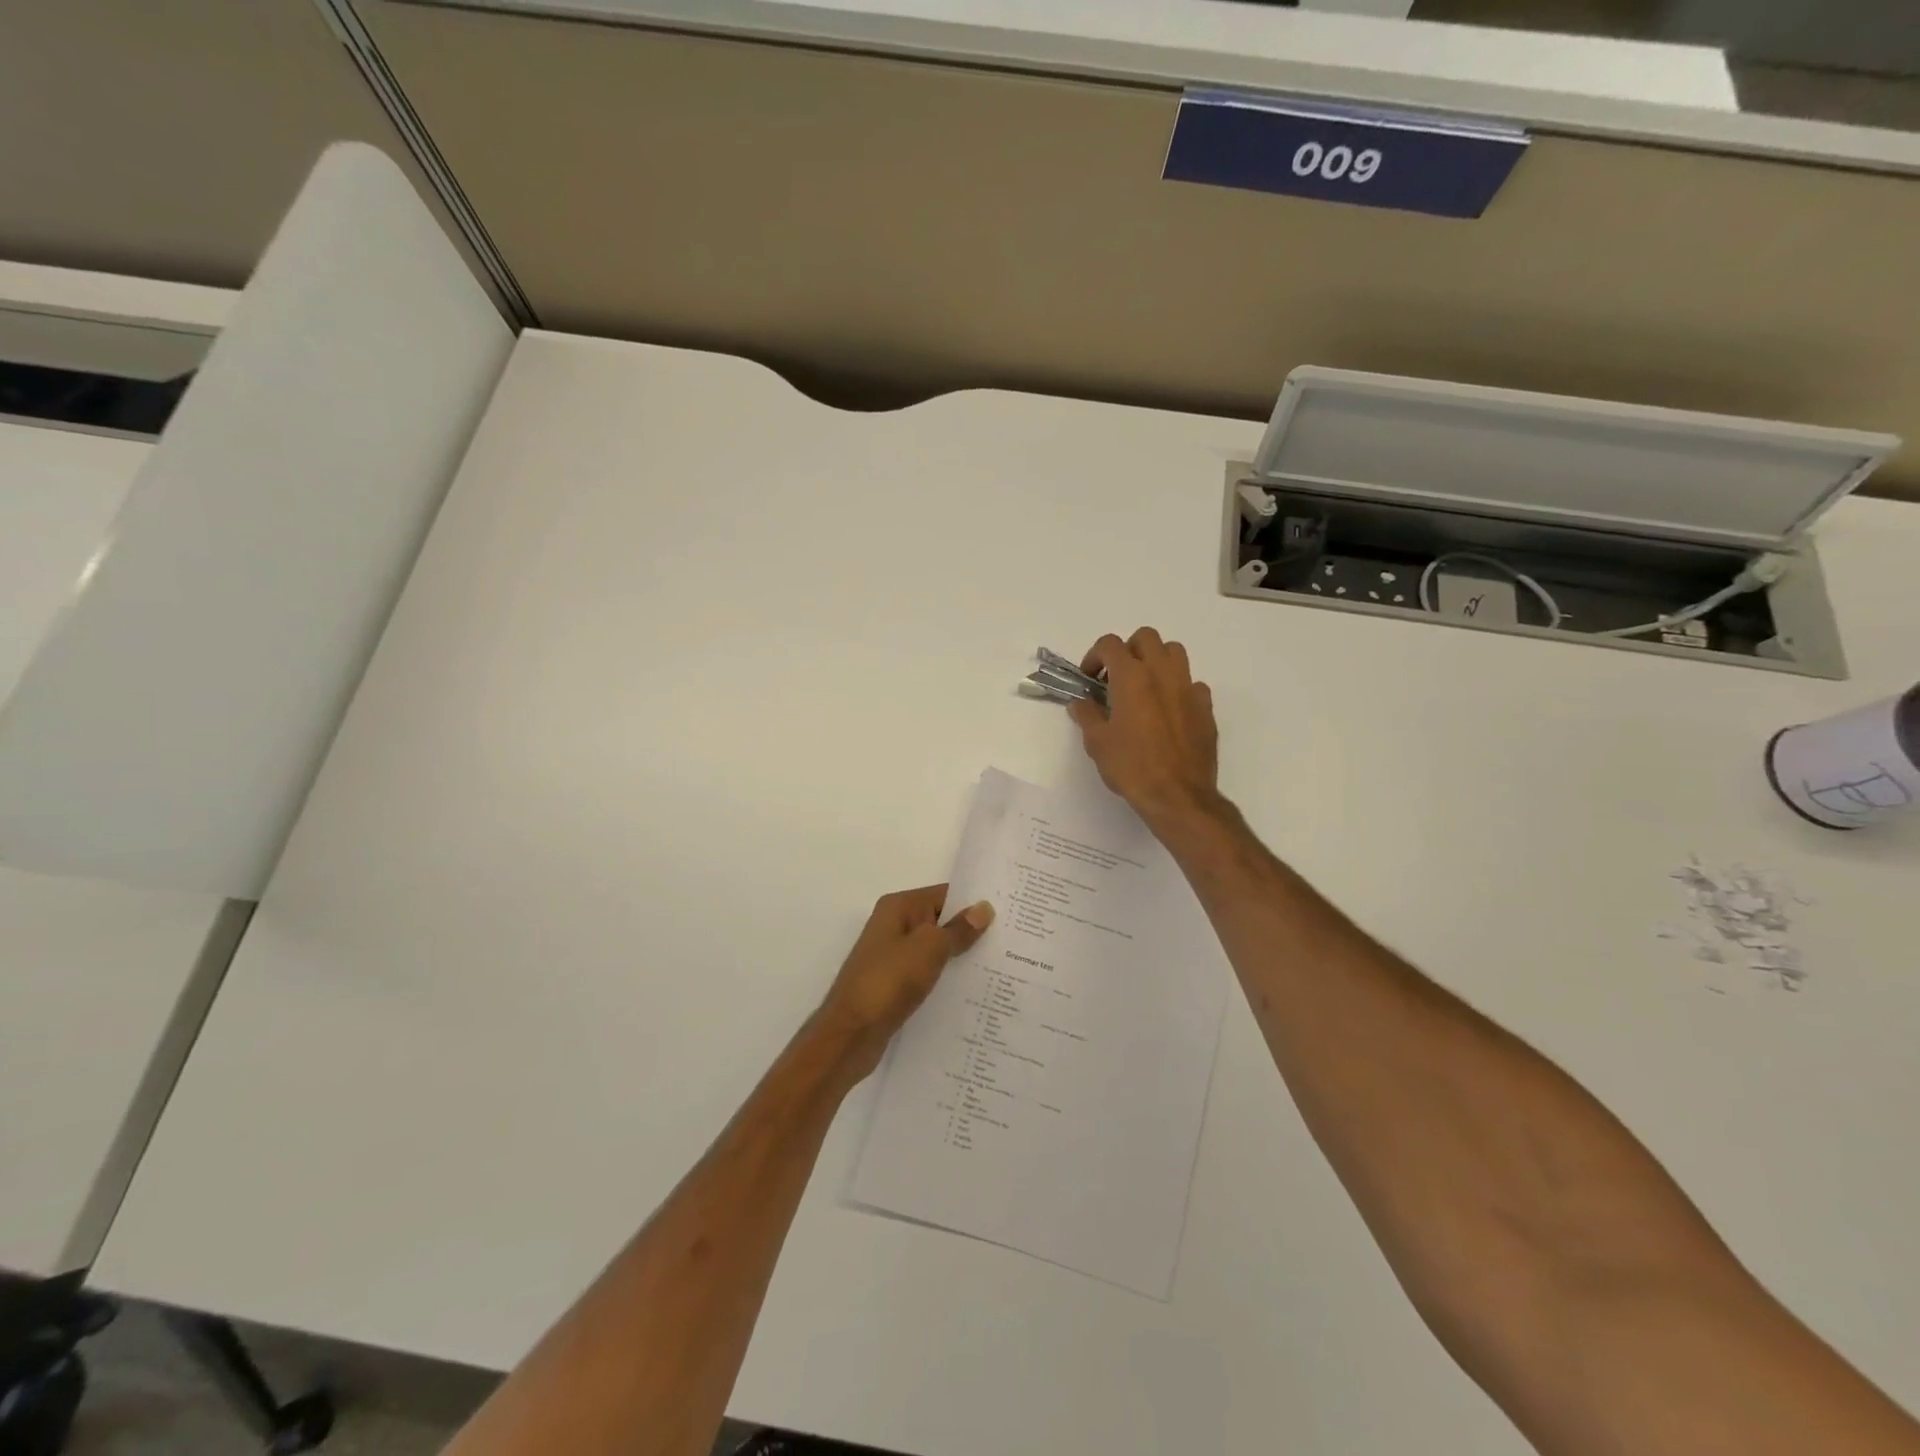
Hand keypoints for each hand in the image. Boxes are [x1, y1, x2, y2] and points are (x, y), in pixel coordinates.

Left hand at [818, 885, 993, 1074]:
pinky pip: (928, 973)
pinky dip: (946, 978)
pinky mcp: (895, 984)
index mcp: (899, 907)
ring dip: (961, 957)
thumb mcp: (930, 949)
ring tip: (1002, 966)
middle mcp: (894, 925)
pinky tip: (973, 992)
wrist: (850, 1035)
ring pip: (936, 949)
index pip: (945, 894)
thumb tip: (984, 908)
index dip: (975, 903)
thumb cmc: (889, 982)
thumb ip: (959, 930)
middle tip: (1013, 942)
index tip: (1009, 913)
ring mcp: (893, 956)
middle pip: (941, 921)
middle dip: (972, 931)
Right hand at [1069, 627, 1220, 829]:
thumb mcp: (1097, 742)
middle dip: (1128, 650)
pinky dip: (1178, 688)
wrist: (1178, 795)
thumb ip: (1087, 715)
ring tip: (1144, 687)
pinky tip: (1169, 710)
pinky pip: (1192, 683)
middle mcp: (1162, 673)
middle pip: (1146, 637)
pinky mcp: (1205, 707)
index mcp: (1131, 677)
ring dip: (1156, 660)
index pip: (1110, 644)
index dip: (1094, 656)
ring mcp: (1188, 688)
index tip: (1089, 679)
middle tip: (1116, 677)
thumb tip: (1080, 703)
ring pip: (1174, 652)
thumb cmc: (1131, 767)